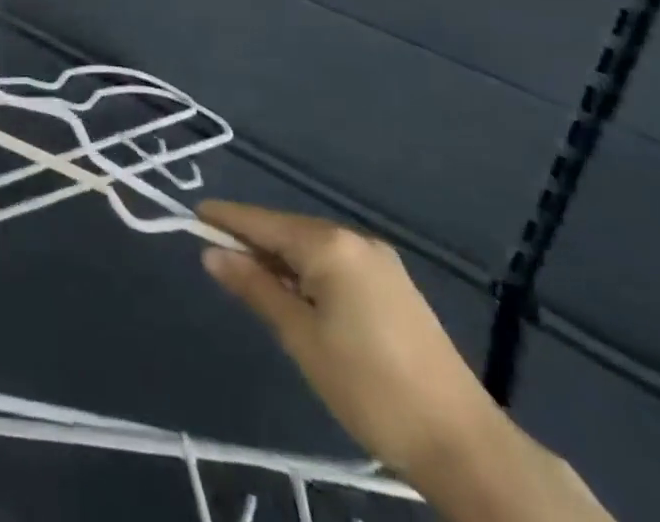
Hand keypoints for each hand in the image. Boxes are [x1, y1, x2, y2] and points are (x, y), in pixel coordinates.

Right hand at [197, 201, 506, 479]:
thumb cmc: (371, 388)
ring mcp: (381, 263)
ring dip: (280, 259)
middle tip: (216, 255)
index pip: (263, 223)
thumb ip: (256, 288)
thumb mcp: (302, 339)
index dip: (226, 218)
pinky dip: (308, 272)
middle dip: (253, 241)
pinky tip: (297, 294)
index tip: (192, 212)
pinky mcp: (396, 288)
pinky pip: (336, 264)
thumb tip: (211, 253)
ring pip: (313, 248)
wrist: (467, 447)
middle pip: (288, 231)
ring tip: (250, 278)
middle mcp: (355, 241)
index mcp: (330, 246)